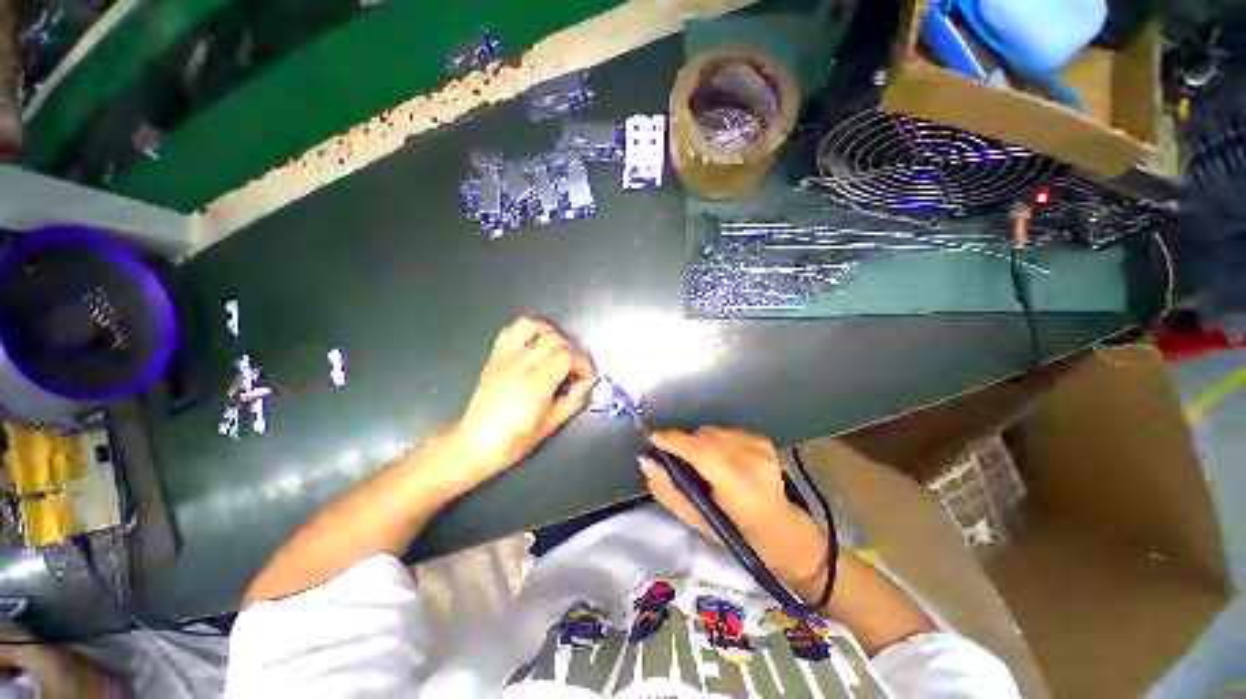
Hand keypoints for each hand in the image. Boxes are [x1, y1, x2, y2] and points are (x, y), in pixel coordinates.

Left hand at [449, 317, 593, 488]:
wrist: (474, 444)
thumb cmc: (514, 440)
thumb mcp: (551, 425)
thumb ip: (573, 400)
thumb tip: (586, 383)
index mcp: (536, 383)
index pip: (567, 356)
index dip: (582, 363)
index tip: (585, 377)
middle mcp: (520, 364)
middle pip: (555, 340)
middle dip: (572, 351)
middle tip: (573, 369)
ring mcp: (505, 357)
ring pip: (532, 326)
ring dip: (550, 334)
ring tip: (556, 351)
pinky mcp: (494, 356)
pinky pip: (511, 330)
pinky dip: (527, 332)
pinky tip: (534, 347)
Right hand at [639, 428, 829, 594]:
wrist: (780, 528)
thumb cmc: (736, 532)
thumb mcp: (696, 520)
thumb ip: (667, 490)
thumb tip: (645, 460)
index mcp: (739, 486)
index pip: (701, 452)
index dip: (675, 441)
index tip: (654, 438)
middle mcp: (753, 460)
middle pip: (705, 436)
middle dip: (685, 443)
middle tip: (679, 460)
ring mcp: (761, 447)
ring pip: (713, 431)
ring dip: (700, 442)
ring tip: (703, 464)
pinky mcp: (763, 439)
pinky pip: (725, 431)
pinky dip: (715, 441)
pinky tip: (722, 459)